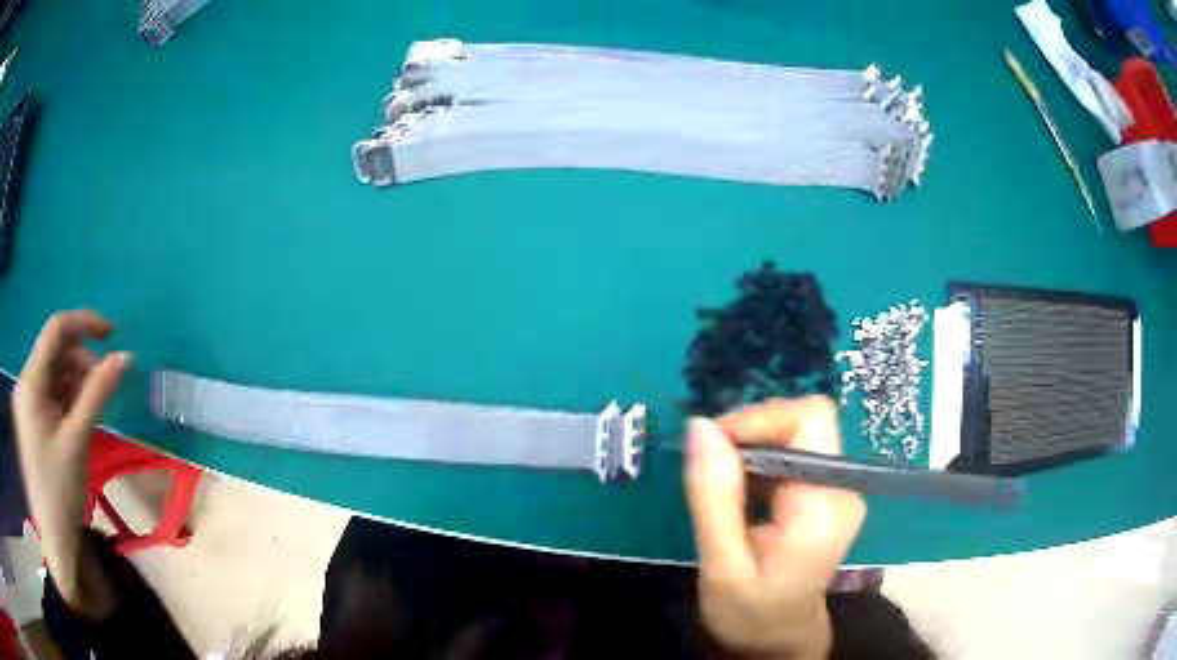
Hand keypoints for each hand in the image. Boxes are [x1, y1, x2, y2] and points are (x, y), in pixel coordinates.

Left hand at [12, 310, 129, 617]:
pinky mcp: (32, 419)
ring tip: (95, 407)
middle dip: (82, 361)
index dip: (84, 323)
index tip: (112, 333)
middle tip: (106, 385)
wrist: (54, 538)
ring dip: (76, 381)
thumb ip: (98, 394)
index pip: (56, 330)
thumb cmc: (61, 489)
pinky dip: (68, 399)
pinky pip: (51, 394)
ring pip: (54, 373)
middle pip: (55, 352)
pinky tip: (80, 418)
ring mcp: (27, 402)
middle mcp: (26, 383)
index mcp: (31, 382)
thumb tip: (125, 357)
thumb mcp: (78, 440)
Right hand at [685, 397, 865, 658]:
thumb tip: (700, 425)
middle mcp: (843, 487)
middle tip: (709, 469)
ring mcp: (838, 489)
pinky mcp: (827, 494)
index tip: (712, 446)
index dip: (760, 418)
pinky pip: (793, 454)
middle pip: (803, 422)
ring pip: (796, 434)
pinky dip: (760, 462)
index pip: (810, 419)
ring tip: (721, 488)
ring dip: (752, 448)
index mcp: (825, 504)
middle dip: (751, 434)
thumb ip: (714, 496)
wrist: (777, 639)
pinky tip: (740, 494)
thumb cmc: (749, 613)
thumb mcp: (722, 563)